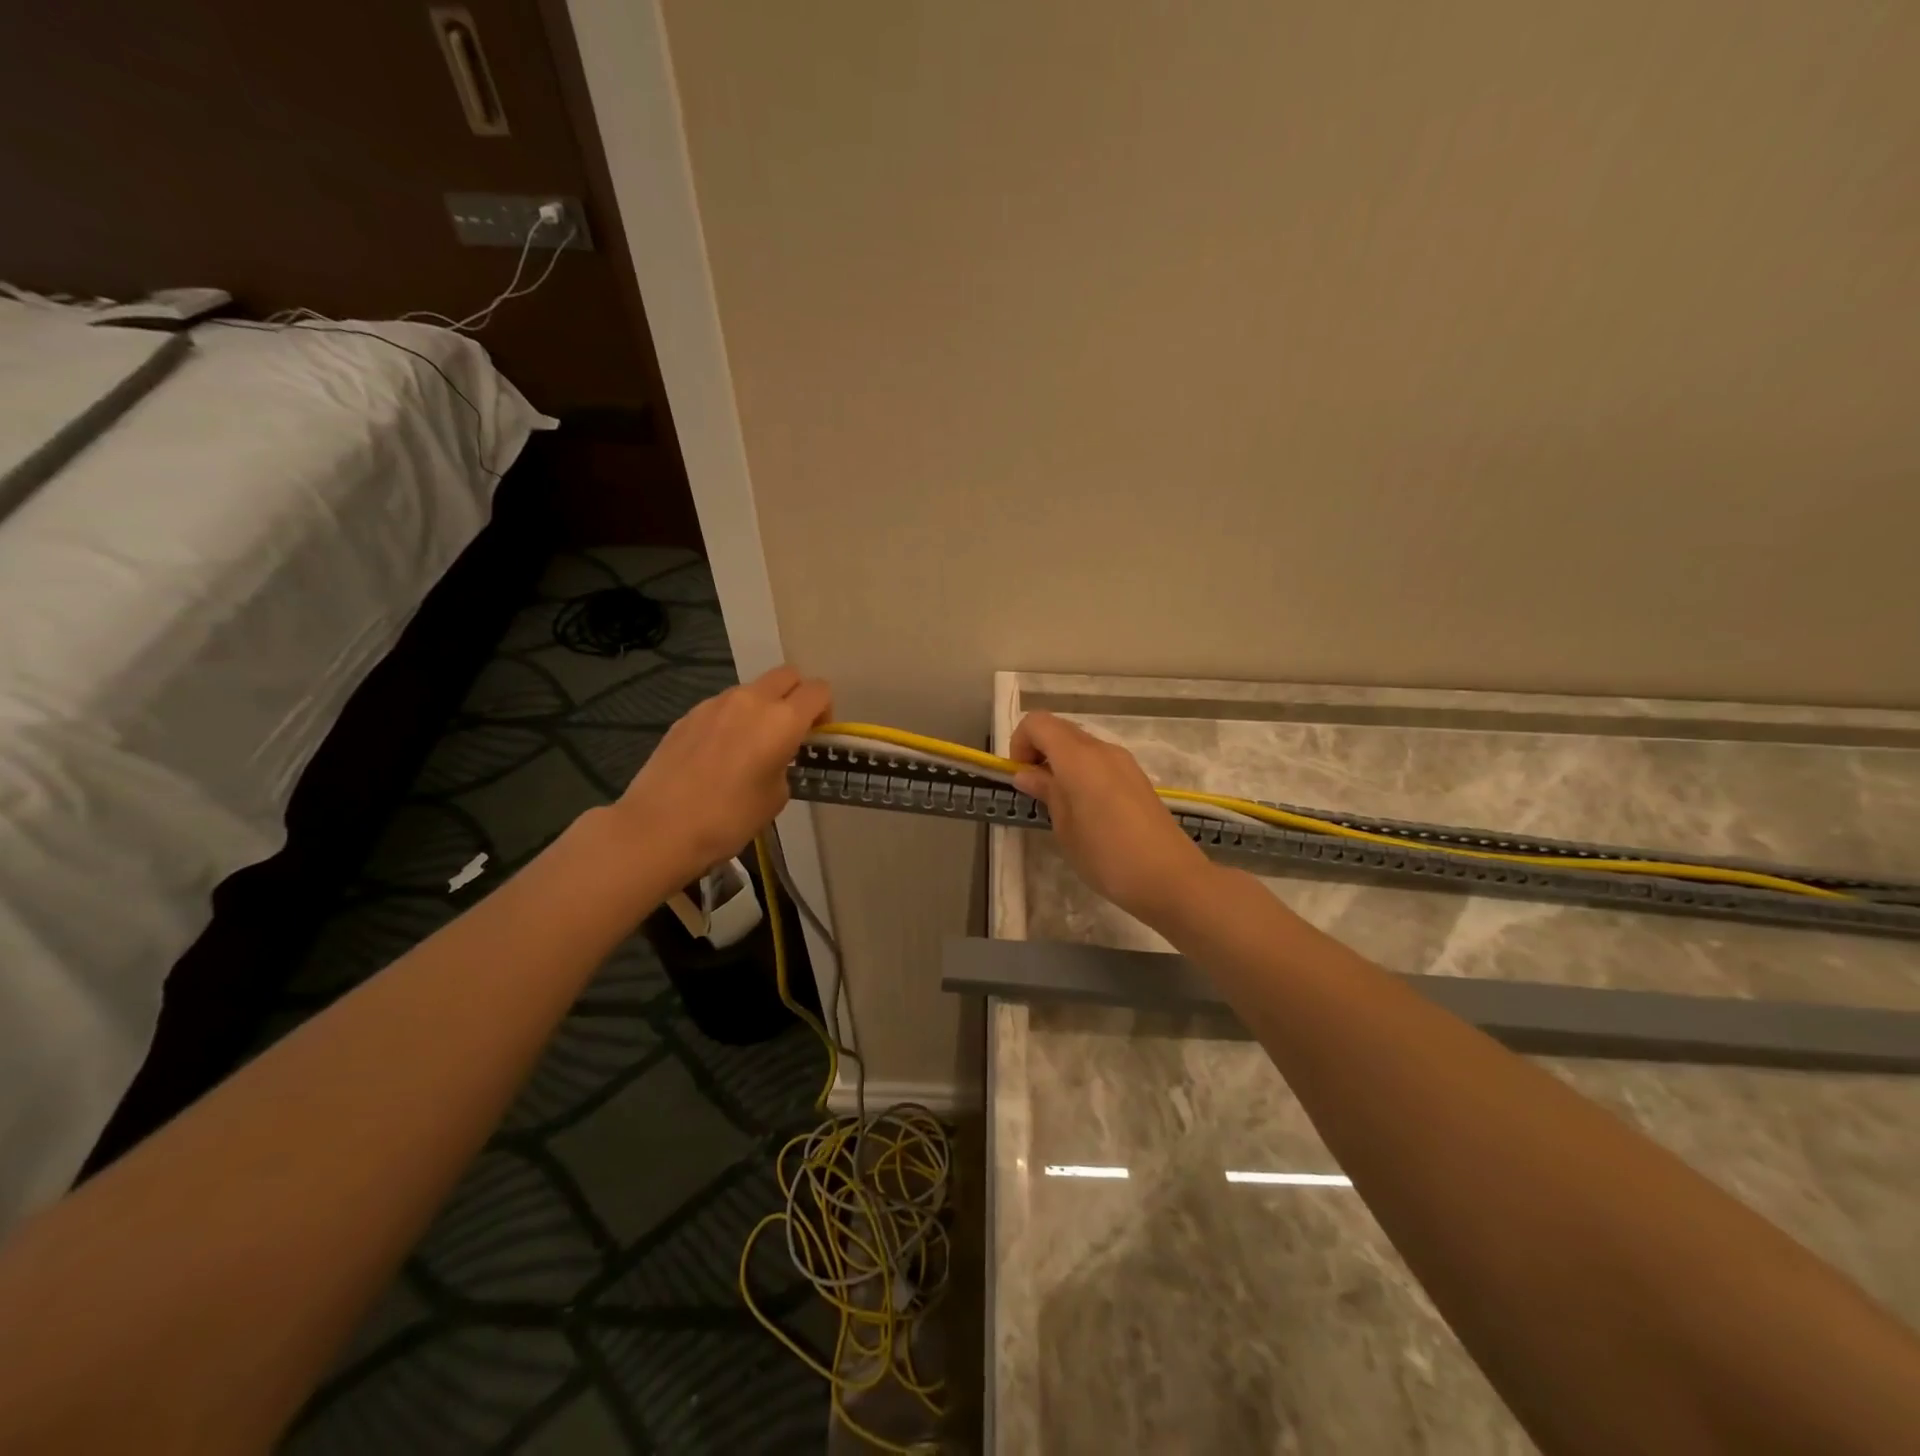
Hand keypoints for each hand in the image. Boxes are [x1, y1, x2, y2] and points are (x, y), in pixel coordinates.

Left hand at [610, 666, 830, 886]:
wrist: (659, 827)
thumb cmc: (728, 818)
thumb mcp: (776, 797)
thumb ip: (785, 765)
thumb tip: (775, 758)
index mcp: (782, 720)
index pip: (818, 691)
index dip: (825, 711)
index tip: (816, 737)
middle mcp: (751, 700)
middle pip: (787, 675)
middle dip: (797, 696)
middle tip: (791, 731)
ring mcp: (715, 703)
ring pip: (753, 689)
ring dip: (763, 707)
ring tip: (751, 746)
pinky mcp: (688, 714)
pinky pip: (723, 706)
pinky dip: (733, 719)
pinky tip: (719, 754)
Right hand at [1010, 710, 1214, 925]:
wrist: (1170, 878)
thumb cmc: (1106, 856)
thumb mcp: (1065, 827)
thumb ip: (1046, 792)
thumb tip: (1027, 774)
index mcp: (1078, 757)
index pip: (1037, 723)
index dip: (1020, 743)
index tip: (1020, 777)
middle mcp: (1102, 749)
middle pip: (1059, 729)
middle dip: (1038, 751)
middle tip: (1035, 791)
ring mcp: (1123, 762)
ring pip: (1080, 745)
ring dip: (1060, 763)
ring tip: (1059, 804)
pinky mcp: (1136, 778)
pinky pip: (1099, 761)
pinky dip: (1082, 772)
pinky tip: (1086, 810)